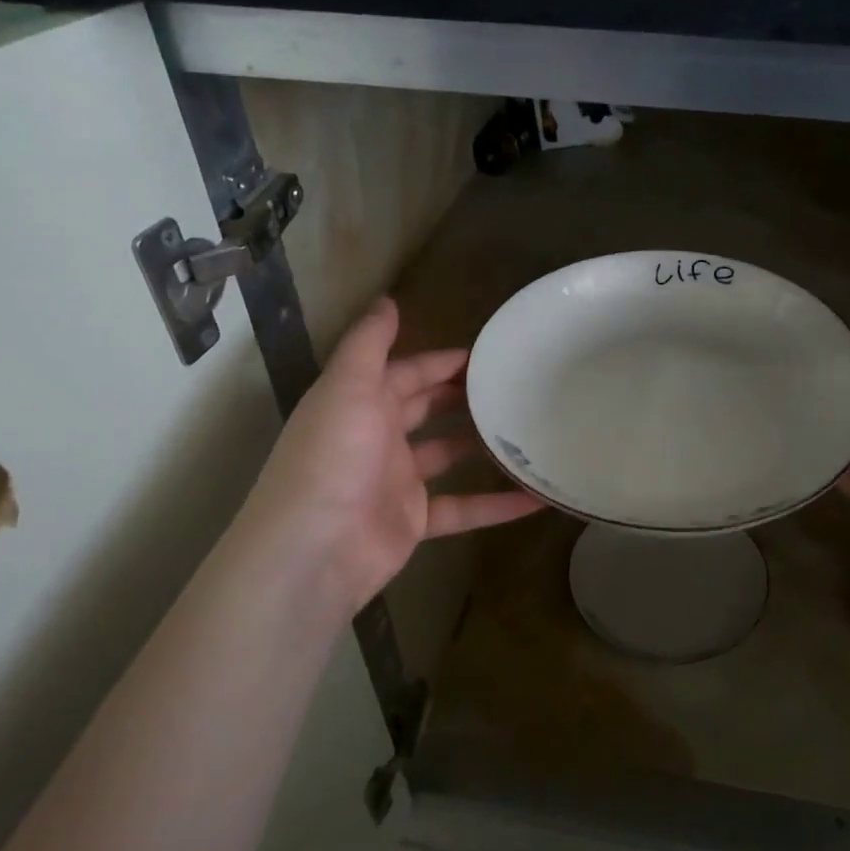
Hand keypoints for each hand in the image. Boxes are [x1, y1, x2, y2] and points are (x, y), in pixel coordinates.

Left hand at [223, 297, 542, 619]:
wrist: (312, 550)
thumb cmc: (331, 458)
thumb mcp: (347, 387)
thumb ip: (368, 343)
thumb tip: (387, 299)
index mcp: (360, 403)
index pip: (407, 372)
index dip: (442, 361)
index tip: (489, 353)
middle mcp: (378, 437)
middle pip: (428, 409)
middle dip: (465, 395)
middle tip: (514, 385)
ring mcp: (397, 482)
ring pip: (449, 455)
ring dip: (484, 445)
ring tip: (530, 430)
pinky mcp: (414, 521)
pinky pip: (463, 507)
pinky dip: (497, 504)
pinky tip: (537, 497)